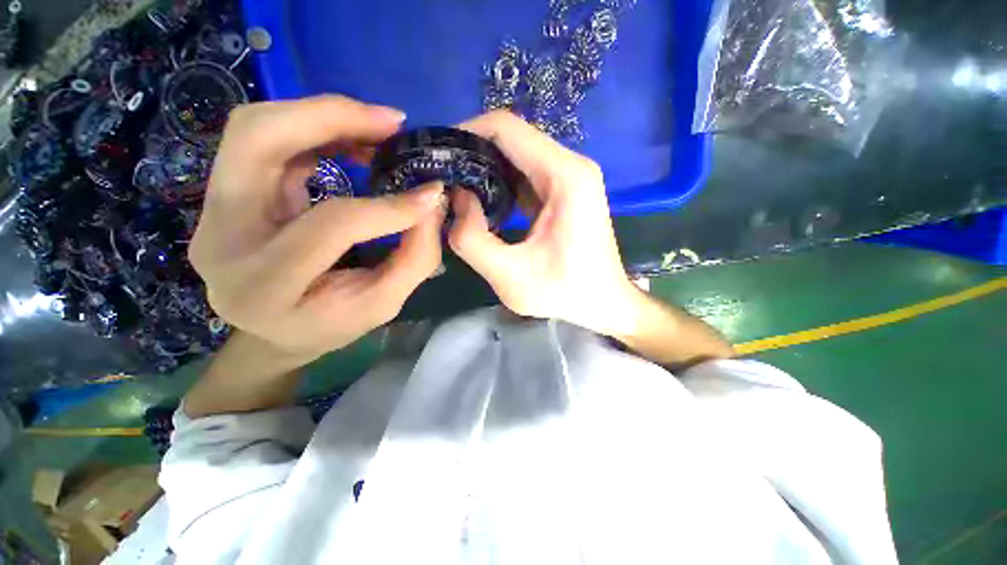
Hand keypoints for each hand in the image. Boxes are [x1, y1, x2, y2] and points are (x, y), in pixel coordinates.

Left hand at [190, 96, 445, 362]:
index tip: (431, 193)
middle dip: (332, 118)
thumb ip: (415, 258)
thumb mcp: (384, 304)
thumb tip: (432, 203)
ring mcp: (212, 211)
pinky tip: (351, 141)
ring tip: (376, 128)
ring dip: (322, 116)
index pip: (330, 224)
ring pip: (254, 128)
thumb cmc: (330, 326)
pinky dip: (313, 129)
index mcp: (264, 285)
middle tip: (392, 122)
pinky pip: (263, 139)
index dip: (388, 207)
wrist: (273, 331)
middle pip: (258, 141)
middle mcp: (222, 240)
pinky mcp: (223, 194)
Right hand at [448, 111, 640, 336]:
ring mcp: (569, 178)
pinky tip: (482, 203)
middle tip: (442, 176)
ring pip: (517, 156)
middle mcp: (570, 166)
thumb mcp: (510, 276)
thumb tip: (456, 199)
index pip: (506, 128)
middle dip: (472, 153)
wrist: (603, 302)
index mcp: (564, 176)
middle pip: (511, 139)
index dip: (466, 133)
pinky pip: (525, 175)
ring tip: (456, 190)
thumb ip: (472, 239)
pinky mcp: (564, 192)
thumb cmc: (564, 292)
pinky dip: (500, 183)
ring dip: (485, 169)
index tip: (439, 155)